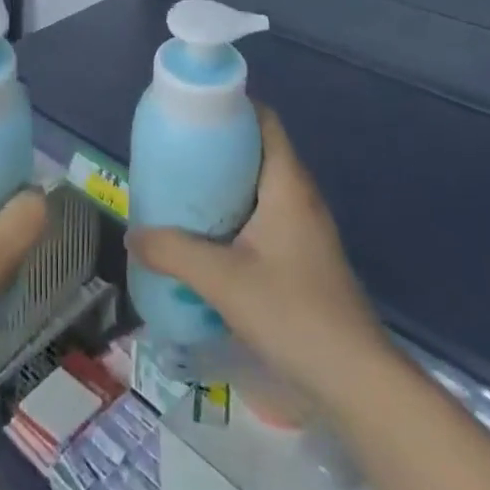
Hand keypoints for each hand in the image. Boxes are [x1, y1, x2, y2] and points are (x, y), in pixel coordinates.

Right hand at [129, 105, 387, 411]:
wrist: (357, 383)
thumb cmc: (293, 313)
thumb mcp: (223, 281)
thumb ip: (173, 253)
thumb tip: (132, 236)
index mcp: (286, 182)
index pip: (263, 119)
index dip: (230, 106)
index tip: (191, 112)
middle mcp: (299, 195)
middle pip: (256, 150)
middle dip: (216, 148)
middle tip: (174, 154)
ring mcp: (305, 228)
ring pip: (259, 186)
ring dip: (223, 185)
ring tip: (182, 193)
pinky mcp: (304, 257)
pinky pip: (263, 216)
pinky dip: (235, 214)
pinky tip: (208, 239)